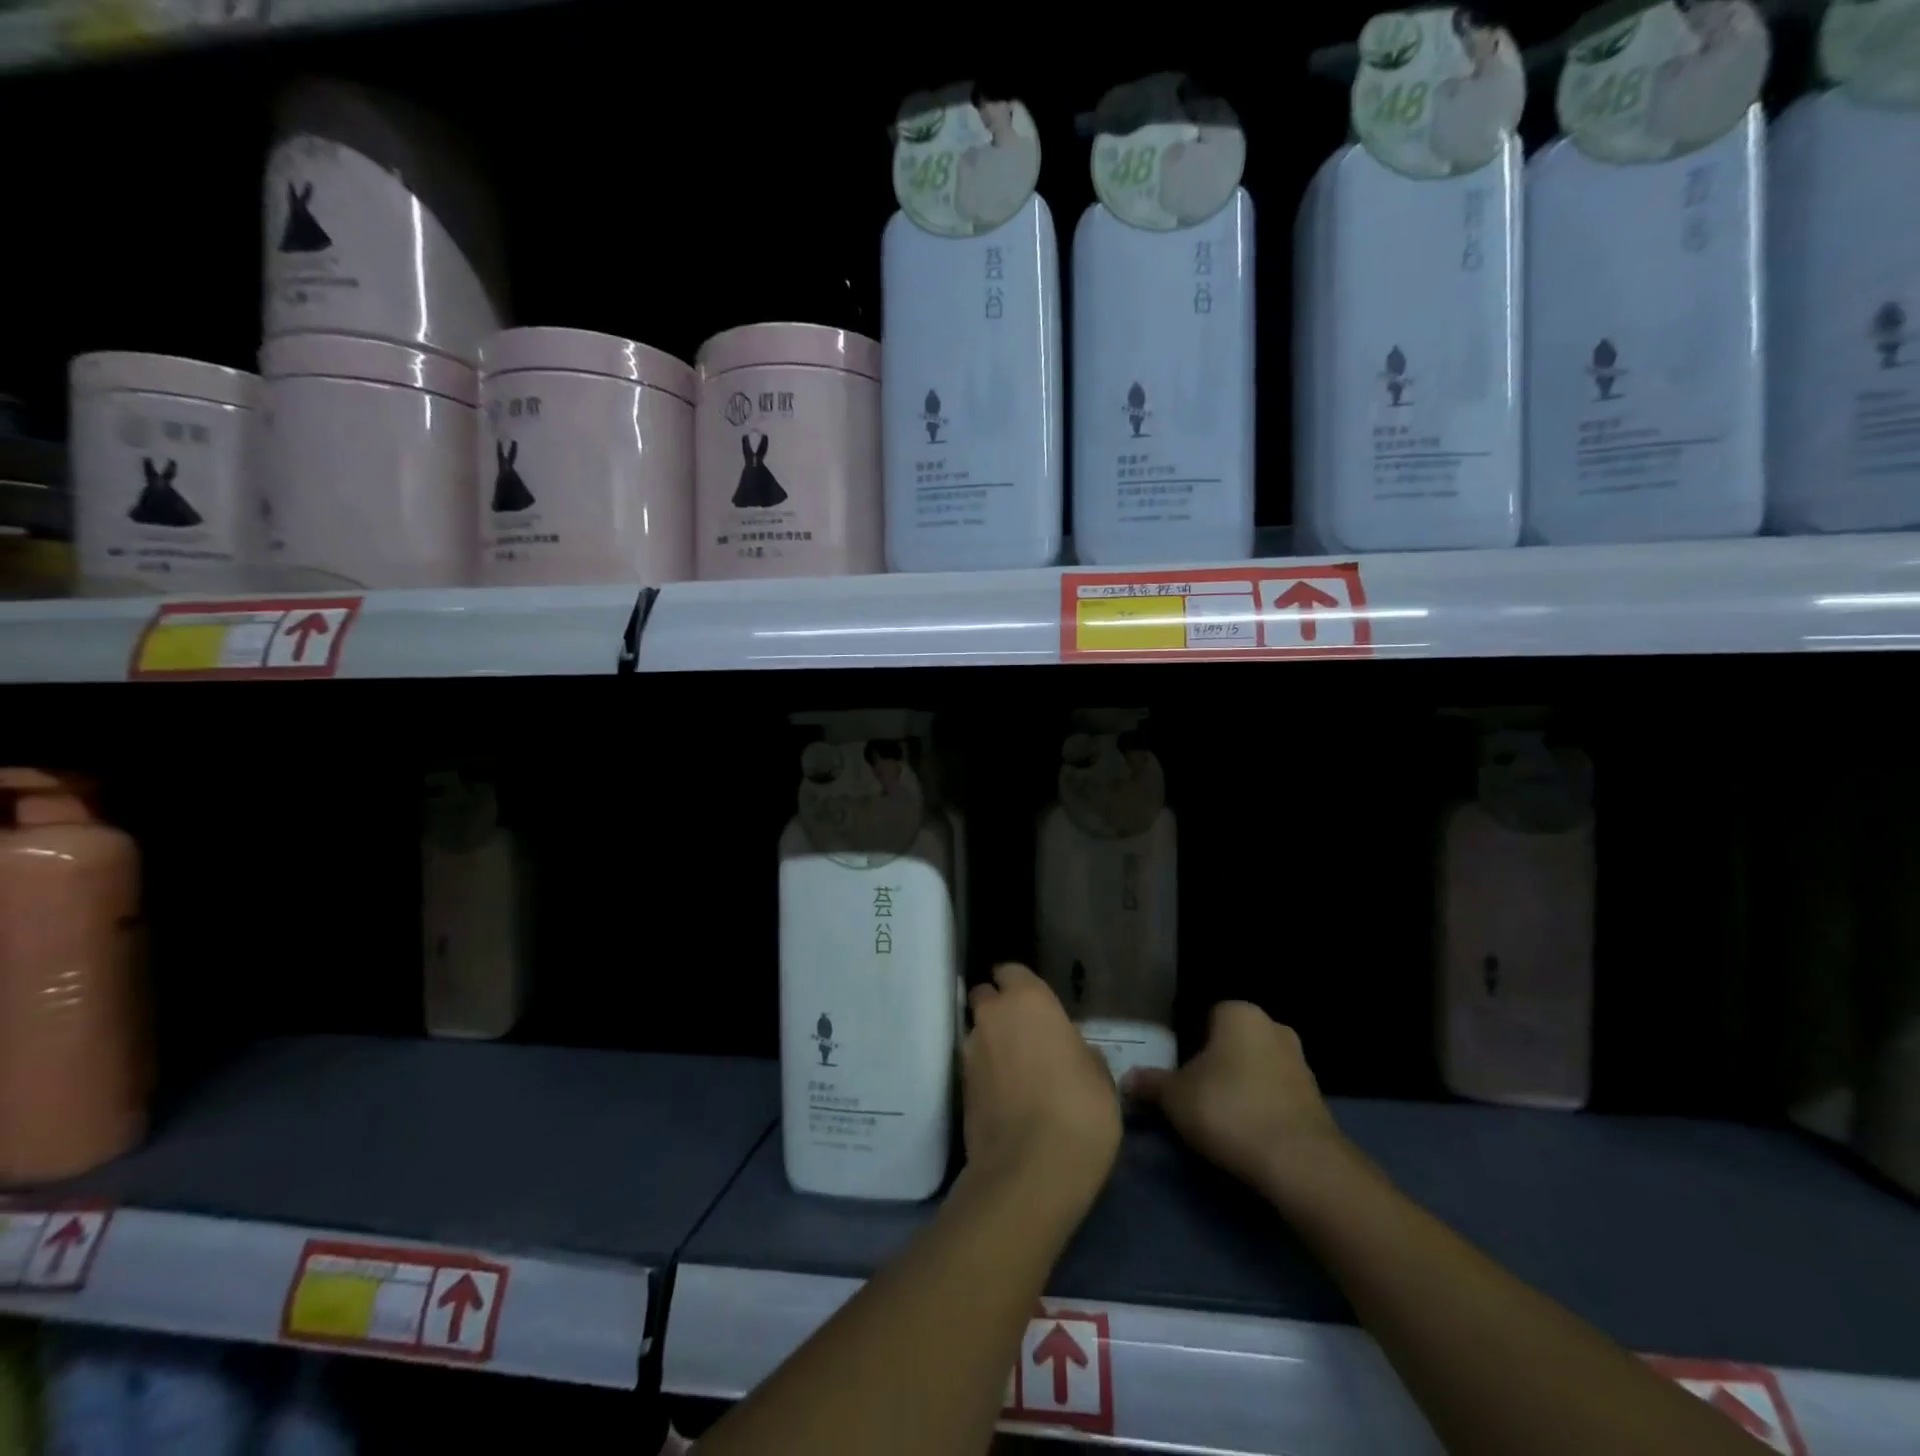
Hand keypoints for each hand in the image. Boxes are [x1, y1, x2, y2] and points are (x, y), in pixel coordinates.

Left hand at [961, 964, 1120, 1212]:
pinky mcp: (959, 1086)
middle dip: (999, 1009)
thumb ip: (1079, 1051)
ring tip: (1015, 1071)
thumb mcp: (1100, 1078)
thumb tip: (1071, 1051)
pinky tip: (1005, 1096)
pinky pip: (974, 1066)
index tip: (1037, 1005)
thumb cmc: (1079, 1112)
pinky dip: (986, 1073)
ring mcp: (970, 1050)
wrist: (1029, 1172)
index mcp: (1028, 999)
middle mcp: (992, 1015)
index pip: (1012, 971)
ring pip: (977, 1032)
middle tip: (1024, 1035)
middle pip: (986, 997)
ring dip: (991, 1043)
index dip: (1021, 986)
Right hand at [1126, 1002, 1347, 1202]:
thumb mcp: (1175, 1097)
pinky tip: (1245, 1135)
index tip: (1177, 1071)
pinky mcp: (1317, 1102)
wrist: (1300, 1163)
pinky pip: (1276, 1097)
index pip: (1206, 1016)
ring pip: (1256, 1069)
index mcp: (1239, 1013)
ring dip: (1240, 1088)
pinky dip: (1261, 1110)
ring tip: (1218, 1119)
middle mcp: (1274, 1028)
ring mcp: (1301, 1065)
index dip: (1188, 1042)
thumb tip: (1126, 1080)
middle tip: (1193, 1093)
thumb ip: (1150, 1084)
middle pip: (1232, 1043)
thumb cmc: (1228, 1108)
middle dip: (1216, 1064)